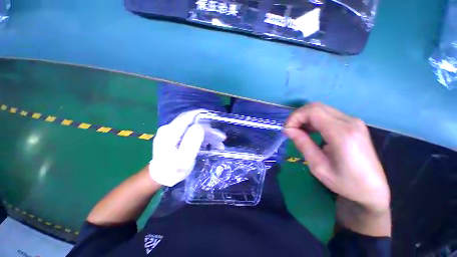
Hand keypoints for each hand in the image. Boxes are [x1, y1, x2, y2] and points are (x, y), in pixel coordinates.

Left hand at [149, 109, 225, 186]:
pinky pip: (192, 133)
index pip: (187, 117)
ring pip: (194, 129)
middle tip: (221, 137)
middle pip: (193, 123)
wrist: (160, 177)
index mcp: (170, 133)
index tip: (214, 116)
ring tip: (219, 144)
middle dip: (209, 129)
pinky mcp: (176, 136)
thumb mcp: (183, 160)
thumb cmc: (172, 171)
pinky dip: (202, 137)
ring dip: (208, 135)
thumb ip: (191, 142)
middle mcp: (170, 129)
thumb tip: (199, 126)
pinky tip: (209, 144)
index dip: (201, 115)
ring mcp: (173, 132)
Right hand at [284, 103, 390, 235]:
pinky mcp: (353, 124)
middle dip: (298, 116)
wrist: (372, 189)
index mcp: (342, 133)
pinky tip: (310, 130)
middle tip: (290, 130)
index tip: (287, 130)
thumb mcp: (318, 166)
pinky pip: (327, 114)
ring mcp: (353, 121)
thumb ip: (302, 144)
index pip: (312, 112)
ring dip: (305, 117)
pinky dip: (313, 119)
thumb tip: (288, 130)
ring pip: (321, 108)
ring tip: (298, 131)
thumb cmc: (345, 183)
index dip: (294, 117)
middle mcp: (349, 122)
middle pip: (316, 106)